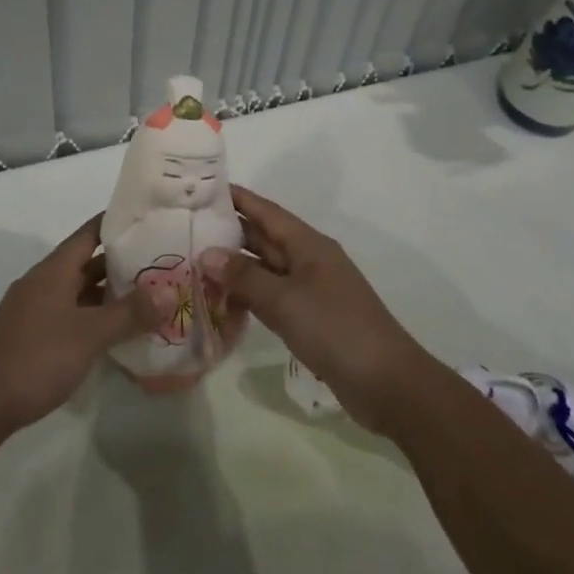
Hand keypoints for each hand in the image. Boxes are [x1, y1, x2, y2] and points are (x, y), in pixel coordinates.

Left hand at [0, 214, 169, 437]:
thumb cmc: (38, 358)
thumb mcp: (90, 335)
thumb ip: (129, 313)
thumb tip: (168, 292)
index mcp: (53, 271)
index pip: (89, 234)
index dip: (115, 224)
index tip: (147, 220)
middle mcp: (42, 282)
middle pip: (85, 263)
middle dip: (119, 263)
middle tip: (158, 264)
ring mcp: (33, 309)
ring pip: (78, 291)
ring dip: (107, 294)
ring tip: (145, 298)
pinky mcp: (31, 335)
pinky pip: (69, 314)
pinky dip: (92, 316)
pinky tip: (114, 332)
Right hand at [201, 186, 431, 435]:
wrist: (388, 384)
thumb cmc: (336, 329)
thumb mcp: (285, 300)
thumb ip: (244, 276)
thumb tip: (206, 253)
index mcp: (308, 244)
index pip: (265, 211)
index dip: (235, 198)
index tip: (201, 189)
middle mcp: (308, 260)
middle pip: (263, 238)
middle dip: (227, 233)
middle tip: (186, 228)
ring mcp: (309, 290)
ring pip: (264, 269)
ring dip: (234, 267)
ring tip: (193, 264)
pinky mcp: (309, 318)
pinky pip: (270, 297)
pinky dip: (247, 297)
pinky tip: (221, 303)